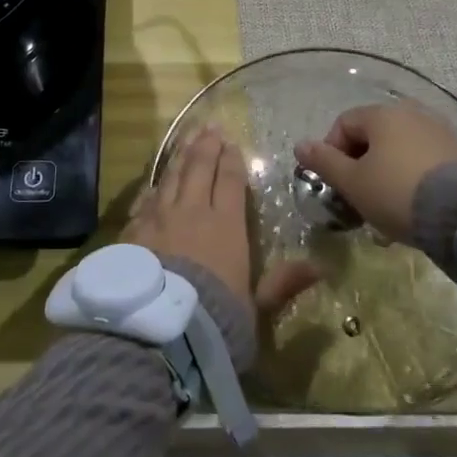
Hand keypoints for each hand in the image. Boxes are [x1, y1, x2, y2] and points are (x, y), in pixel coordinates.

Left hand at [126, 128, 318, 336]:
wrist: (161, 328)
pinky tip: (154, 182)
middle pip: (199, 169)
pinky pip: (145, 200)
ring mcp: (159, 218)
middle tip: (208, 127)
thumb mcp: (257, 305)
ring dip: (179, 156)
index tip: (231, 143)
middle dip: (205, 146)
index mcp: (225, 225)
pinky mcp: (133, 230)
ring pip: (171, 177)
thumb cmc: (217, 318)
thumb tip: (322, 267)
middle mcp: (192, 211)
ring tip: (185, 139)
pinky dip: (153, 187)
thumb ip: (284, 282)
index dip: (231, 161)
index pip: (230, 182)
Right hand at [293, 103, 456, 244]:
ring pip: (398, 151)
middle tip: (357, 198)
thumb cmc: (396, 192)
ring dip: (384, 176)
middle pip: (372, 137)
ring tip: (384, 210)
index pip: (344, 124)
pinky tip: (411, 208)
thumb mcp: (352, 182)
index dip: (331, 152)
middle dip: (360, 167)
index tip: (334, 183)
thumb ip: (324, 162)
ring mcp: (438, 132)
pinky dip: (410, 180)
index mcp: (382, 114)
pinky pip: (422, 162)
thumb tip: (300, 145)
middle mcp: (410, 114)